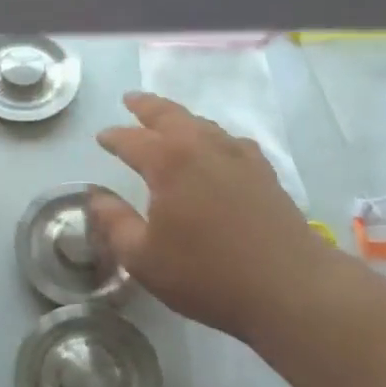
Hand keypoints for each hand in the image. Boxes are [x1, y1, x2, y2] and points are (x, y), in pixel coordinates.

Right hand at [92, 92, 337, 341]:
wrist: (288, 287)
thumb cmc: (206, 274)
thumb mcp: (143, 257)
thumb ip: (115, 223)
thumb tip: (97, 197)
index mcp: (168, 162)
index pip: (132, 140)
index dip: (113, 138)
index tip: (101, 137)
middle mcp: (203, 147)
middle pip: (170, 115)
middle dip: (147, 106)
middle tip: (130, 100)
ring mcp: (238, 156)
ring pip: (202, 124)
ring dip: (180, 117)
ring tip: (167, 120)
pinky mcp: (264, 172)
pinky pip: (231, 141)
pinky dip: (214, 136)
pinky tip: (217, 148)